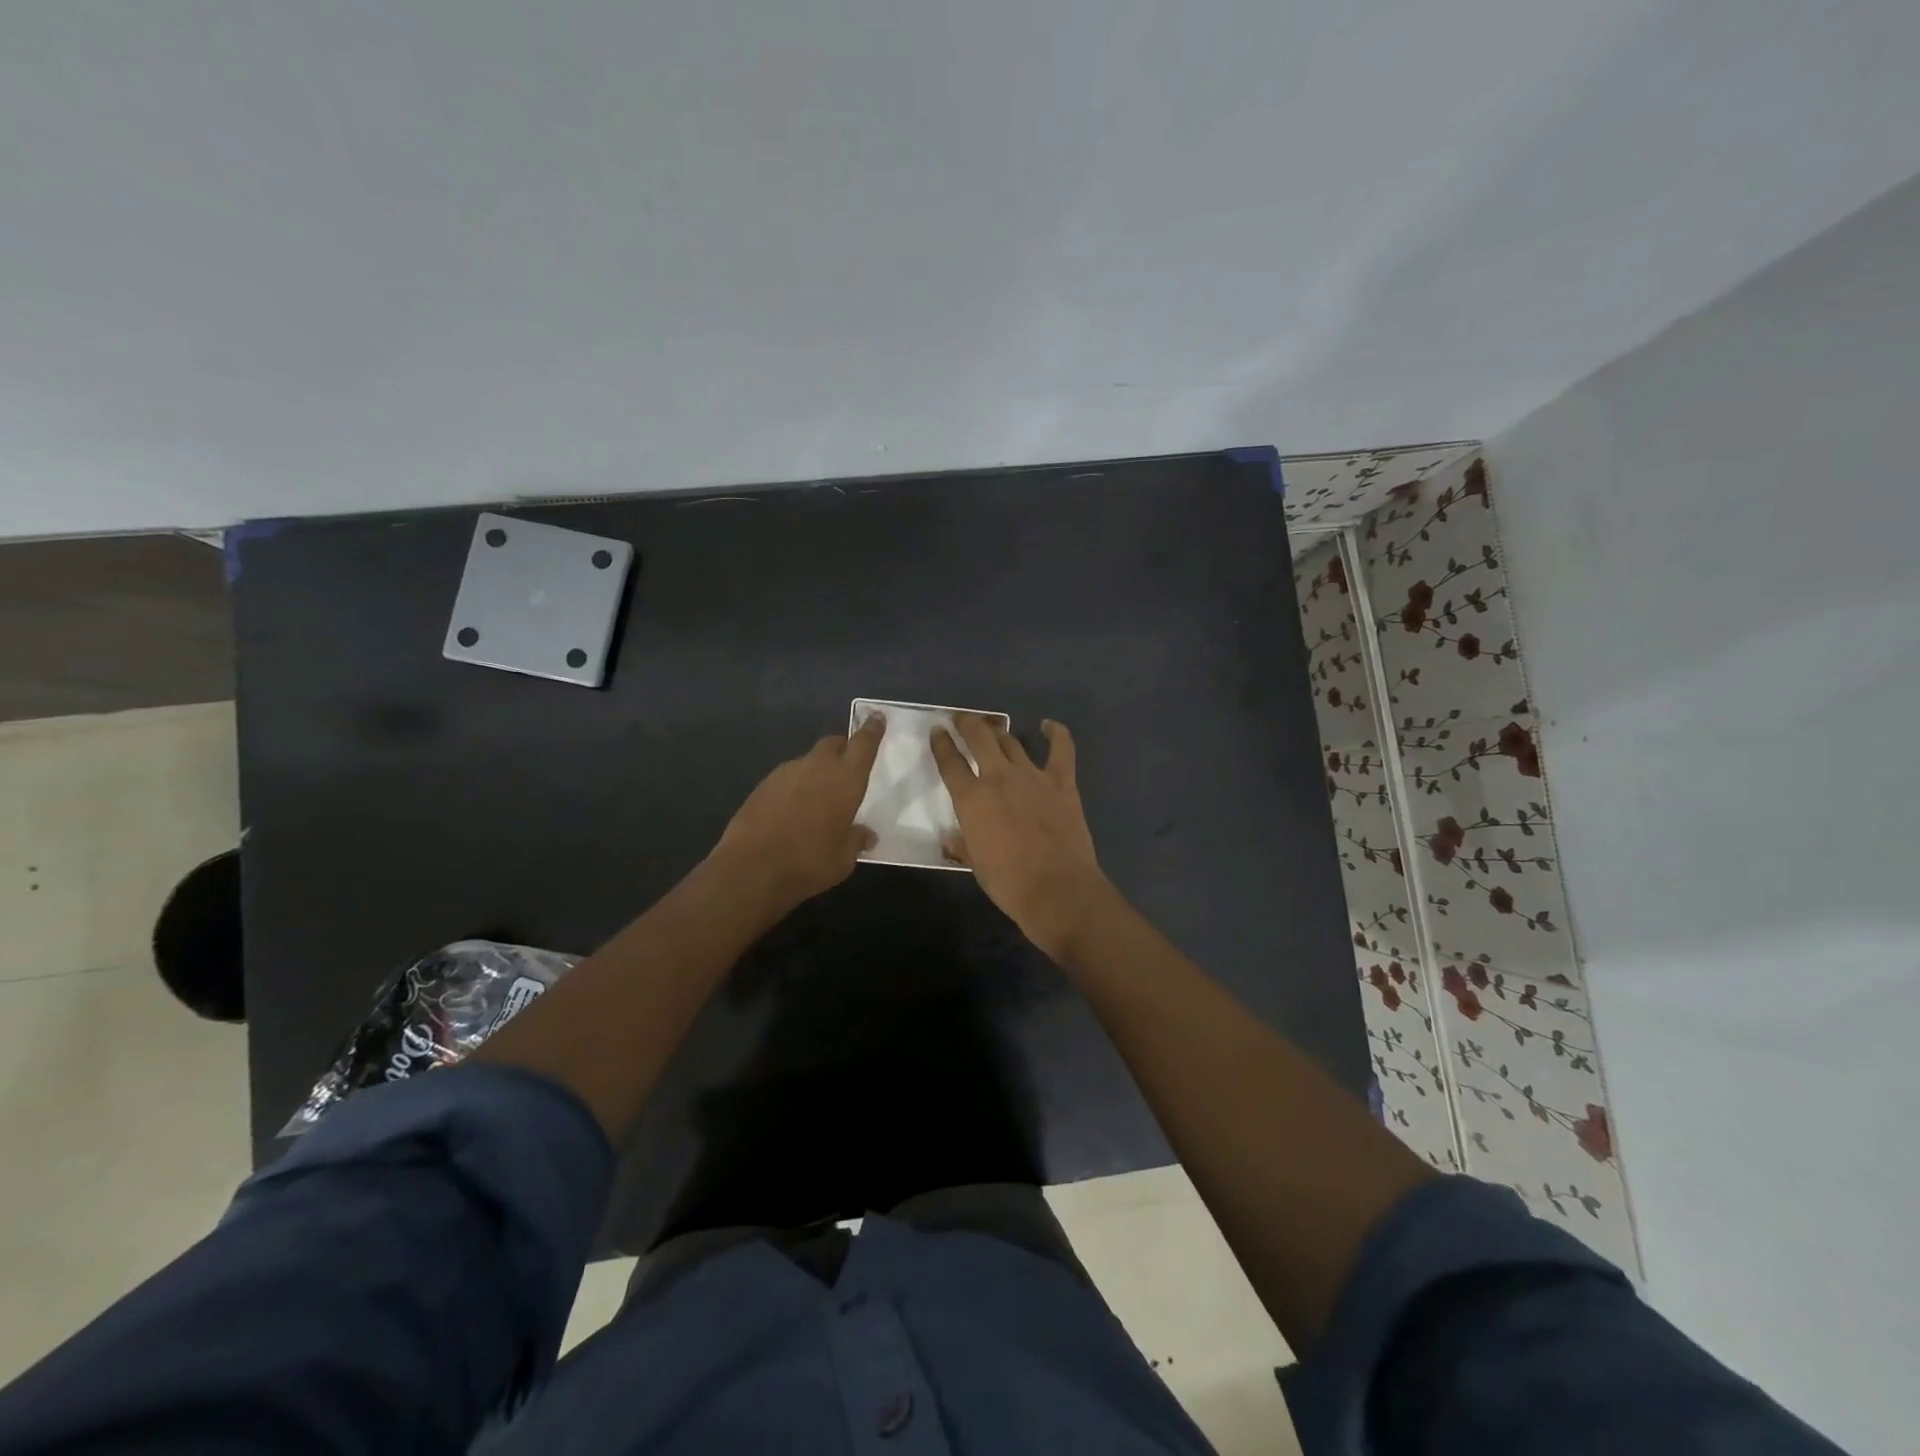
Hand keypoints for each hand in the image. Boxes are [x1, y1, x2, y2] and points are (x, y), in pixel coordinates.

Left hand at [713, 717, 883, 909]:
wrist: (751, 869)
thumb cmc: (809, 862)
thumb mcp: (843, 859)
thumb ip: (856, 840)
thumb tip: (865, 835)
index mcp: (845, 779)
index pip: (863, 744)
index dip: (871, 729)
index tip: (876, 717)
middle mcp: (817, 767)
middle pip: (833, 743)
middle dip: (843, 748)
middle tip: (848, 765)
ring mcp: (786, 773)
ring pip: (808, 761)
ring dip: (817, 770)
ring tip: (818, 797)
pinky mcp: (762, 785)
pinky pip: (787, 777)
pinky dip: (796, 786)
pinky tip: (792, 809)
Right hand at [931, 715, 1111, 959]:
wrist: (1057, 889)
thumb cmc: (1008, 883)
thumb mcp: (974, 864)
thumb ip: (962, 844)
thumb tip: (951, 839)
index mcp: (971, 798)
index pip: (950, 762)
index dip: (941, 743)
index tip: (937, 730)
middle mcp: (998, 777)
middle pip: (979, 737)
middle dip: (967, 723)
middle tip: (962, 719)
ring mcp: (1032, 776)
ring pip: (1012, 741)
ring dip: (1000, 731)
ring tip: (993, 727)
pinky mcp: (1062, 781)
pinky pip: (1061, 749)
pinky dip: (1056, 733)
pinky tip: (1048, 725)